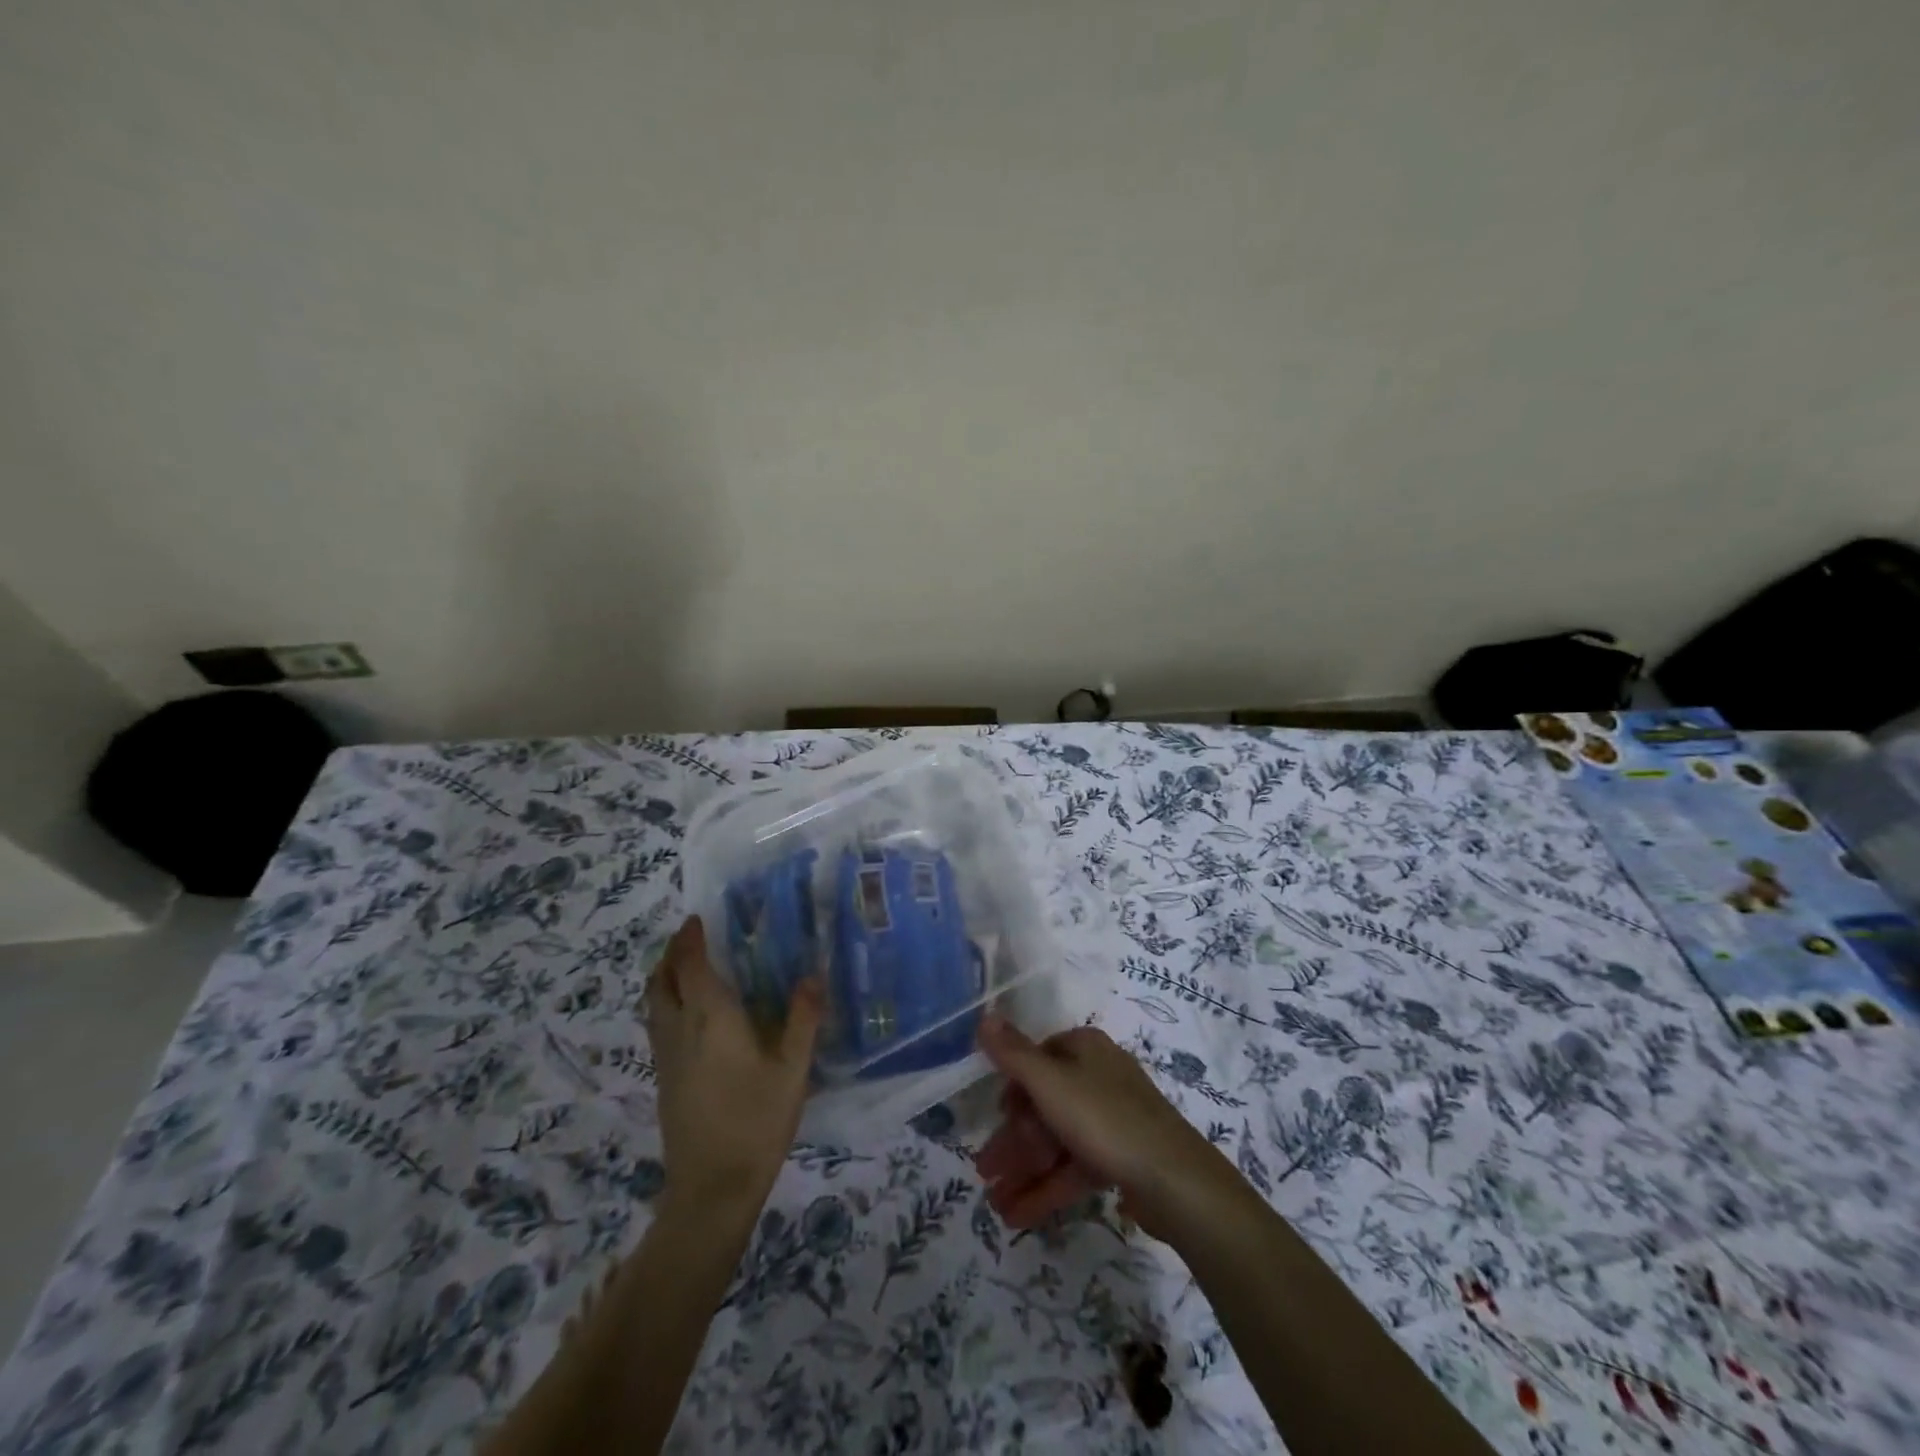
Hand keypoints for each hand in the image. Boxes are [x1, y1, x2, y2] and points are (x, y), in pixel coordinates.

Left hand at [645, 916, 821, 1217]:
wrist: (712, 1189)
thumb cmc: (756, 1122)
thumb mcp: (793, 1070)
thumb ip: (803, 1019)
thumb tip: (813, 975)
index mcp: (711, 1019)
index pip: (691, 965)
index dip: (691, 938)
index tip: (698, 917)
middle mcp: (680, 1030)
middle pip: (661, 980)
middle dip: (671, 953)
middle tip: (692, 936)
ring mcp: (667, 1057)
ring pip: (654, 1003)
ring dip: (665, 976)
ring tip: (689, 966)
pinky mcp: (665, 1079)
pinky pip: (658, 1024)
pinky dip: (667, 1002)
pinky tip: (693, 1014)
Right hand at [973, 1016, 1240, 1241]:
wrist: (1176, 1180)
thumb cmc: (1105, 1119)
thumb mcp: (1051, 1083)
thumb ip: (1014, 1053)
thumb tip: (984, 1015)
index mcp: (1085, 1049)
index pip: (1038, 1059)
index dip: (1013, 1089)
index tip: (995, 1117)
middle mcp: (1098, 1076)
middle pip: (1044, 1104)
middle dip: (1013, 1140)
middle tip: (983, 1171)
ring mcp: (1111, 1119)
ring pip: (1057, 1140)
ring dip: (1024, 1170)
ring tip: (993, 1204)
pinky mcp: (1121, 1157)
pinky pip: (1075, 1167)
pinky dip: (1048, 1187)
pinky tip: (1018, 1216)